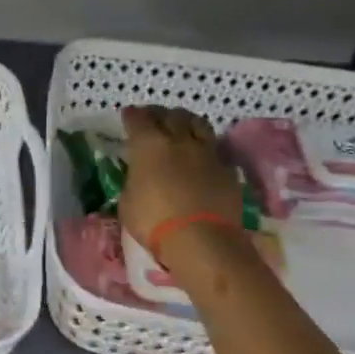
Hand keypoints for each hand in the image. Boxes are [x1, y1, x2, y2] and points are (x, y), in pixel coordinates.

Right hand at [117, 105, 246, 273]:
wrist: (202, 240)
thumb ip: (134, 181)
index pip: (138, 120)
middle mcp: (179, 141)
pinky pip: (213, 148)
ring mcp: (206, 153)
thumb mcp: (128, 201)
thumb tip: (139, 177)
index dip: (132, 116)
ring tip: (180, 125)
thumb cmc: (154, 221)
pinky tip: (200, 154)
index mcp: (149, 145)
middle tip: (152, 117)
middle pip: (170, 115)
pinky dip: (203, 146)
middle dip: (159, 113)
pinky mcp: (227, 169)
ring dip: (185, 120)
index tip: (128, 114)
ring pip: (197, 123)